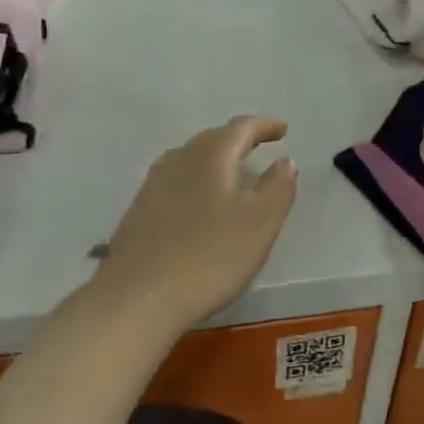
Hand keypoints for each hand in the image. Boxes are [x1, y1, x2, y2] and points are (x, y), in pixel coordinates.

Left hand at [94, 116, 298, 331]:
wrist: (137, 299)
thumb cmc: (209, 257)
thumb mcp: (260, 224)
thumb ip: (278, 188)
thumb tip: (285, 161)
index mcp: (211, 156)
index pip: (241, 128)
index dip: (264, 125)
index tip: (283, 128)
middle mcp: (179, 160)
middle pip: (213, 139)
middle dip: (239, 139)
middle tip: (260, 145)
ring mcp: (154, 185)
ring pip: (191, 159)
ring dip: (215, 159)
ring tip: (233, 171)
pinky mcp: (140, 211)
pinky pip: (176, 181)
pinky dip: (196, 180)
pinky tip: (199, 201)